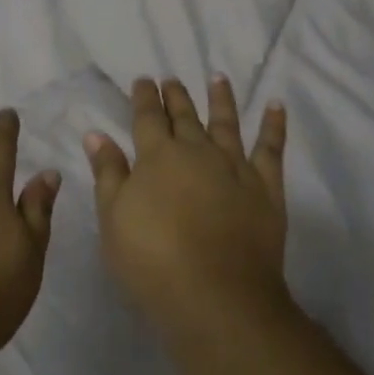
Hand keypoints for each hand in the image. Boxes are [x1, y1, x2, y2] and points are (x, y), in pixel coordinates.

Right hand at [85, 77, 288, 339]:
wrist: (217, 297)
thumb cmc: (153, 261)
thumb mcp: (114, 220)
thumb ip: (108, 173)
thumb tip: (97, 133)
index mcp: (157, 155)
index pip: (147, 117)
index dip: (144, 97)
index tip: (143, 80)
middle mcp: (196, 150)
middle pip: (184, 115)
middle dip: (175, 95)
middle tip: (171, 78)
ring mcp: (234, 165)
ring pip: (225, 122)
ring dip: (221, 98)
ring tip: (218, 77)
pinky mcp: (265, 186)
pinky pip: (271, 148)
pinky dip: (274, 124)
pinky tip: (276, 105)